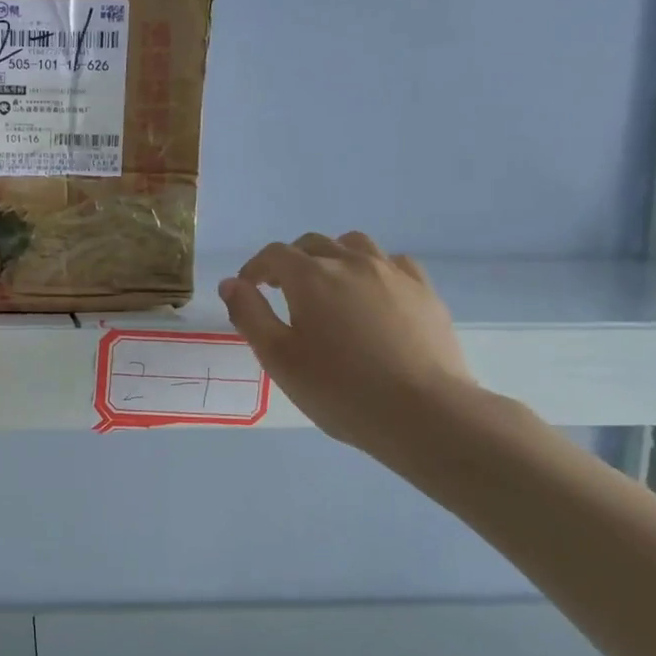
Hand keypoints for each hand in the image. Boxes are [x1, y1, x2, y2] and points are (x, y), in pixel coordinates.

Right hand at [218, 232, 477, 456]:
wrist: (423, 412)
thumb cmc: (339, 389)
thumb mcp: (278, 358)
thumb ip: (249, 314)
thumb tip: (232, 284)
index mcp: (311, 277)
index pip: (274, 254)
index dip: (255, 268)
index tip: (248, 289)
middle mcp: (351, 262)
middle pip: (313, 244)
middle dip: (291, 262)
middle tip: (282, 291)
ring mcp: (393, 273)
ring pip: (354, 245)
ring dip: (332, 258)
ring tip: (328, 288)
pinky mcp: (424, 291)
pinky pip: (392, 263)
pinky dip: (372, 269)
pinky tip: (372, 296)